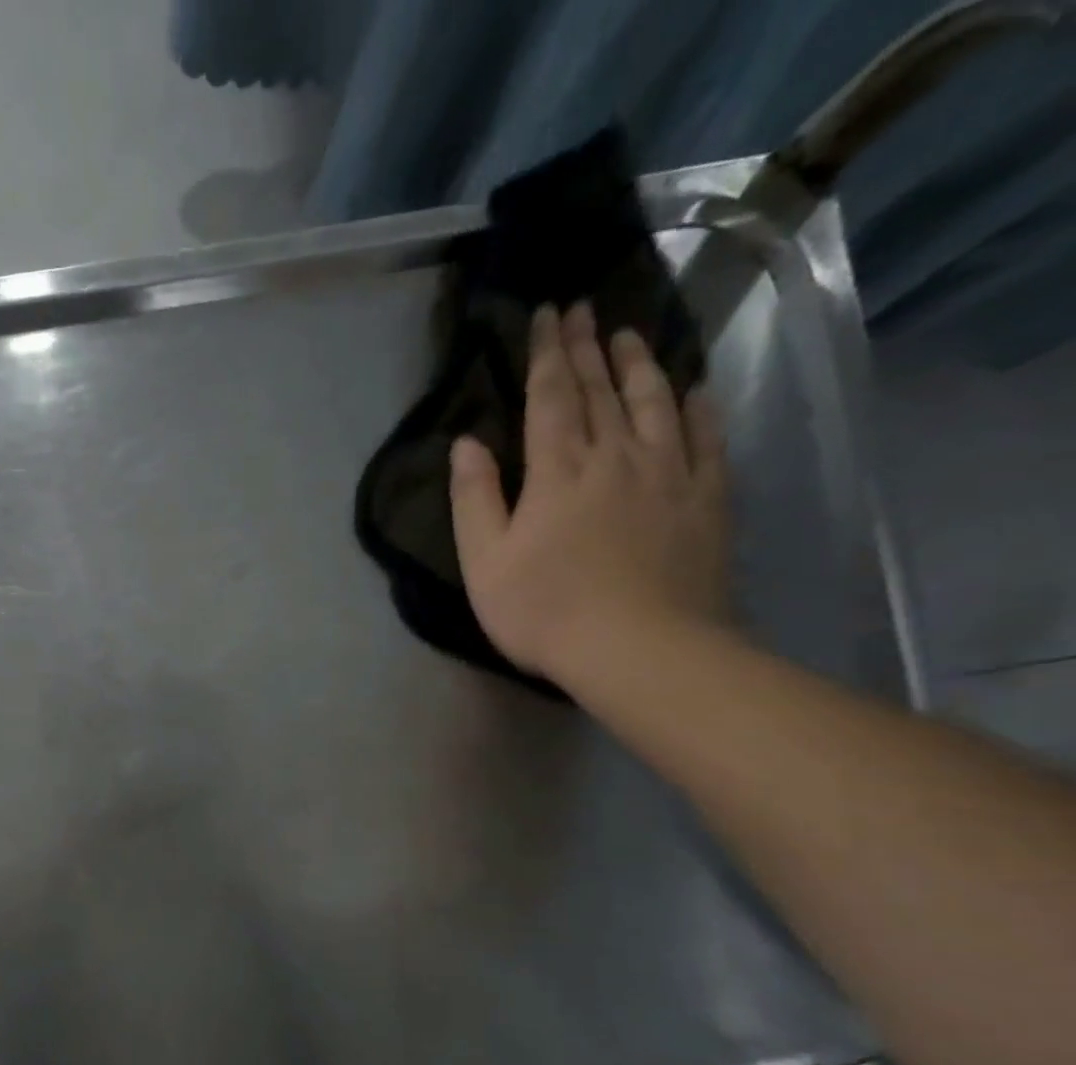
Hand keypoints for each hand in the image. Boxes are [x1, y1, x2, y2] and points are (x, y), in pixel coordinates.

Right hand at [449, 301, 732, 690]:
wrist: (639, 648)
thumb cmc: (544, 610)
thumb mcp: (484, 562)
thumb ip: (474, 499)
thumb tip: (466, 443)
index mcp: (557, 471)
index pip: (551, 395)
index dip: (547, 353)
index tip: (548, 314)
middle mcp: (616, 456)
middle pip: (602, 390)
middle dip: (589, 346)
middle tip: (584, 309)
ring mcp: (668, 474)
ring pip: (655, 403)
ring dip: (640, 365)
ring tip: (631, 334)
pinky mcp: (706, 499)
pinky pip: (706, 439)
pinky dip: (700, 408)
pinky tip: (696, 389)